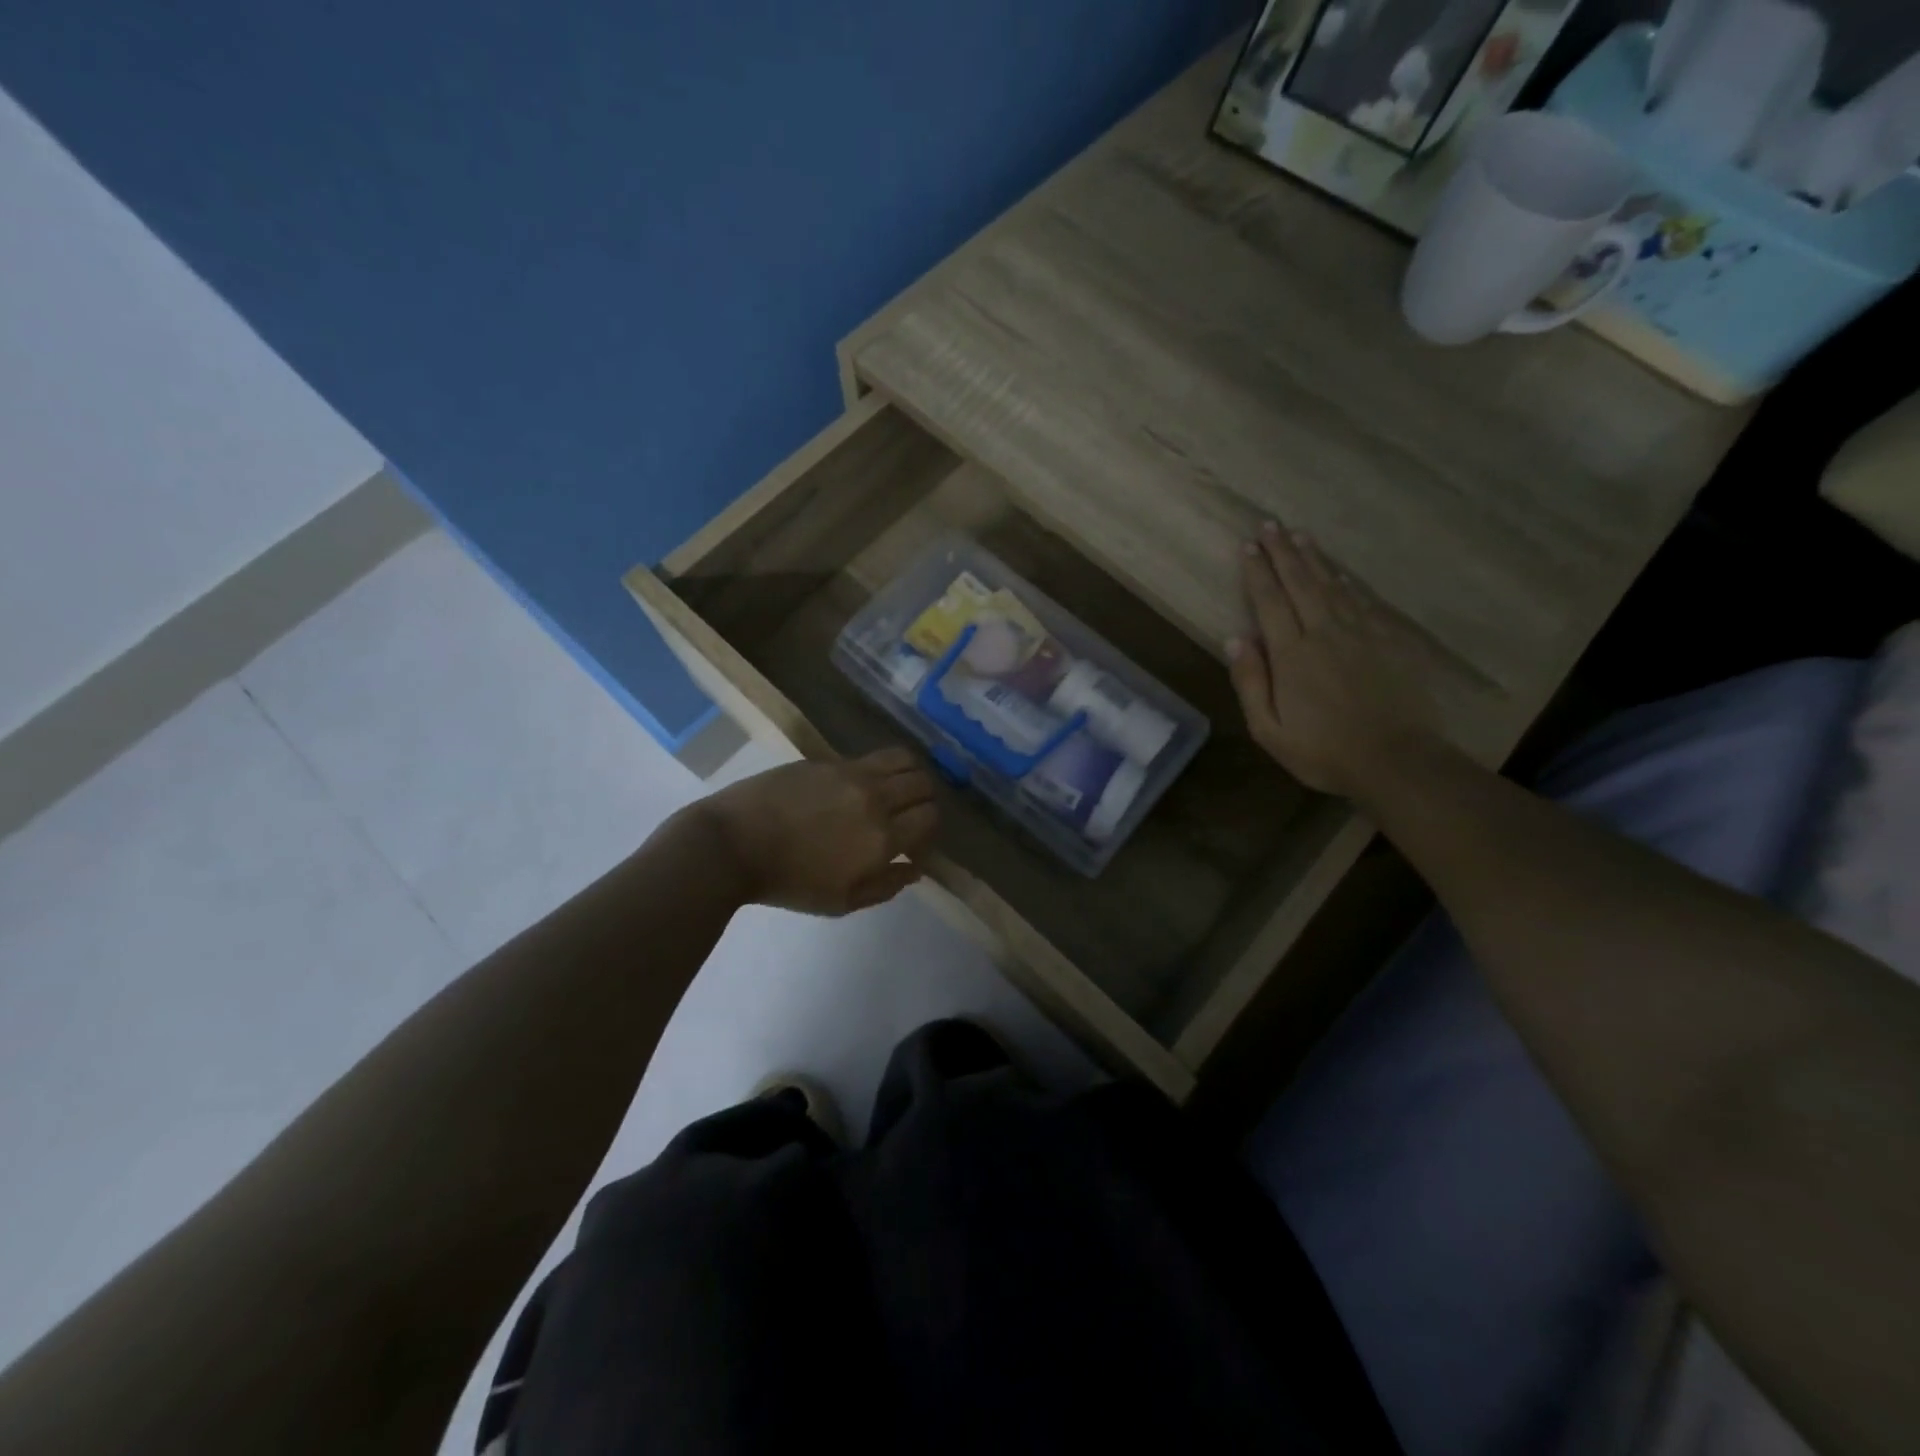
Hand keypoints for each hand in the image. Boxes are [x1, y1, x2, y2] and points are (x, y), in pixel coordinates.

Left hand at [699, 748, 938, 915]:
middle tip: (910, 814)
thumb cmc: (789, 882)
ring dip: (909, 774)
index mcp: (882, 838)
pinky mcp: (829, 760)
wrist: (734, 844)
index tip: (915, 841)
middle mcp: (875, 798)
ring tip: (897, 790)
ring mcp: (852, 773)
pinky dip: (881, 769)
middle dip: (925, 799)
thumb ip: (886, 886)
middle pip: (924, 783)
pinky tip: (863, 784)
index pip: (930, 818)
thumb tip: (915, 868)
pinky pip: (871, 757)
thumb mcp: (841, 902)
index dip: (930, 829)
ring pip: (904, 759)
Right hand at [1228, 521, 1437, 799]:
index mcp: (1292, 654)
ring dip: (1313, 558)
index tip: (1248, 546)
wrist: (1397, 760)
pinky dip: (1347, 582)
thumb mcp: (1269, 730)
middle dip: (1282, 552)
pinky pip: (1363, 601)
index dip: (1257, 572)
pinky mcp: (1389, 640)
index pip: (1269, 601)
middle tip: (1270, 525)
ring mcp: (1361, 633)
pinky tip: (1340, 573)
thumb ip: (1251, 683)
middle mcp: (1325, 632)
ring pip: (1332, 585)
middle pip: (1300, 582)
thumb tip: (1235, 639)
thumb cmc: (1323, 751)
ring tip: (1299, 536)